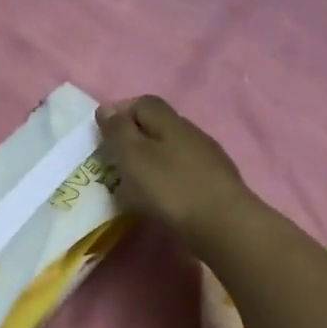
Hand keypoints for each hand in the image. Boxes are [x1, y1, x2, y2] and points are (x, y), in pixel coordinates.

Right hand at [97, 96, 253, 251]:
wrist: (222, 224)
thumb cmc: (171, 188)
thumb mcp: (134, 157)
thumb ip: (119, 131)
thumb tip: (106, 108)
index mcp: (170, 122)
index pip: (144, 103)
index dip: (122, 112)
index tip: (104, 134)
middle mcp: (191, 133)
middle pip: (160, 125)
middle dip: (136, 137)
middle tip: (116, 160)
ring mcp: (208, 157)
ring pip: (173, 149)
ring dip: (153, 159)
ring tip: (136, 182)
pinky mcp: (216, 182)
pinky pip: (185, 171)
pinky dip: (168, 178)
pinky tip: (162, 197)